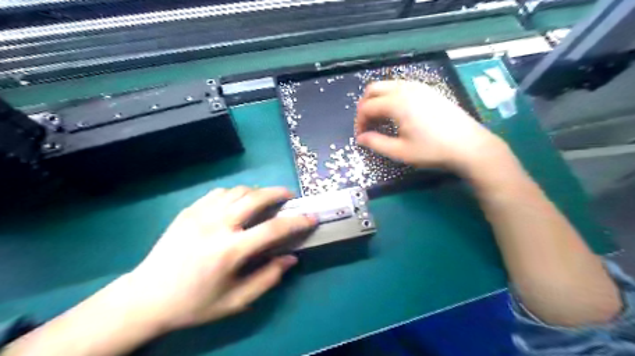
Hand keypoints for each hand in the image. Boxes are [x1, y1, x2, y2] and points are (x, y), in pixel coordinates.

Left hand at [125, 188, 314, 331]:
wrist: (146, 297)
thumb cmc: (194, 303)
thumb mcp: (236, 301)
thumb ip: (267, 278)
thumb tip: (290, 258)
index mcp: (230, 250)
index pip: (273, 229)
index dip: (297, 222)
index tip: (311, 218)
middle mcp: (217, 225)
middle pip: (256, 197)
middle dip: (278, 193)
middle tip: (289, 196)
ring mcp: (200, 214)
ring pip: (238, 191)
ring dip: (257, 192)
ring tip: (265, 200)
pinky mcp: (188, 211)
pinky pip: (219, 193)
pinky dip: (235, 194)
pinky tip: (237, 204)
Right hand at [357, 81, 506, 174]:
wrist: (469, 146)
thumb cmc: (432, 150)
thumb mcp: (400, 151)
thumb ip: (376, 143)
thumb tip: (360, 138)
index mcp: (396, 103)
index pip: (367, 107)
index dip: (359, 122)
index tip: (361, 137)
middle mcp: (405, 89)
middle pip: (373, 89)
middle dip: (365, 106)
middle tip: (367, 125)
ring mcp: (419, 87)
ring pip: (388, 86)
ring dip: (378, 100)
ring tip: (381, 121)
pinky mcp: (428, 90)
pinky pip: (401, 87)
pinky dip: (391, 97)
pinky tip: (397, 114)